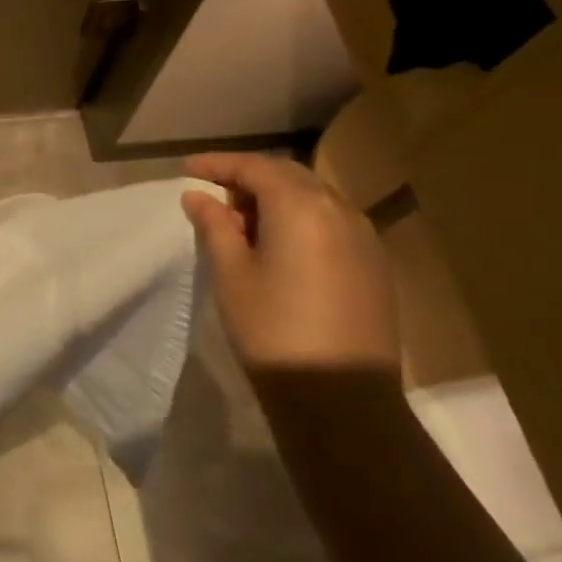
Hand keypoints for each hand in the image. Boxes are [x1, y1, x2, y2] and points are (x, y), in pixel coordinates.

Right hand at [181, 153, 400, 378]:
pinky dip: (300, 219)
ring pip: (314, 197)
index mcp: (301, 208)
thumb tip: (198, 196)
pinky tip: (279, 246)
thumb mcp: (231, 273)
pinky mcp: (374, 265)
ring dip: (276, 198)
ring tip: (242, 223)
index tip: (188, 170)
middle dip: (248, 178)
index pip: (255, 167)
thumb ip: (215, 226)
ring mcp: (364, 238)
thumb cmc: (272, 329)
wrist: (341, 396)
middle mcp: (339, 211)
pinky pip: (332, 222)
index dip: (218, 164)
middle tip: (213, 196)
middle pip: (289, 176)